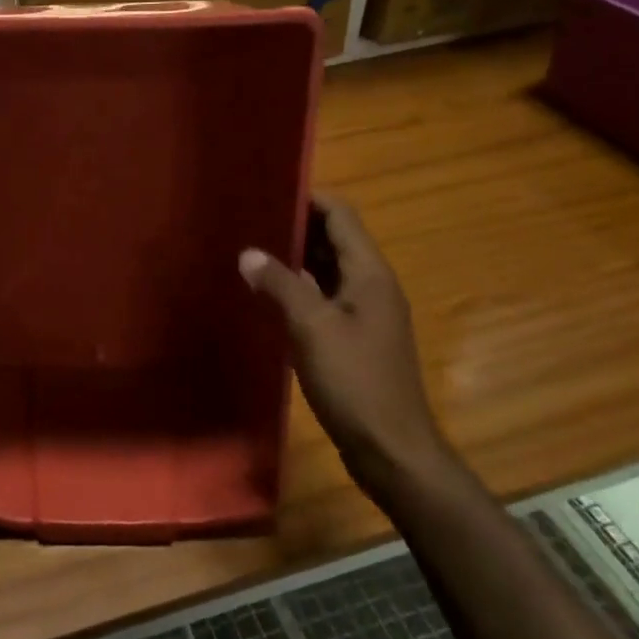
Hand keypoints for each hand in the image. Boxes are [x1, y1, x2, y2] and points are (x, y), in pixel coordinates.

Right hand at [240, 196, 454, 507]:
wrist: (391, 449)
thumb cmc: (355, 382)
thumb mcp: (312, 328)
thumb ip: (280, 285)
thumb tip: (249, 253)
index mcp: (369, 274)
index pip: (340, 215)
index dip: (307, 198)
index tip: (266, 189)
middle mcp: (371, 286)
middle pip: (333, 240)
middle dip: (294, 226)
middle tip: (247, 220)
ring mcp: (365, 314)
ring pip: (326, 271)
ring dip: (293, 259)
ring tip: (248, 251)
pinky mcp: (354, 339)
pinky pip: (324, 299)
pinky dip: (298, 290)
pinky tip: (266, 296)